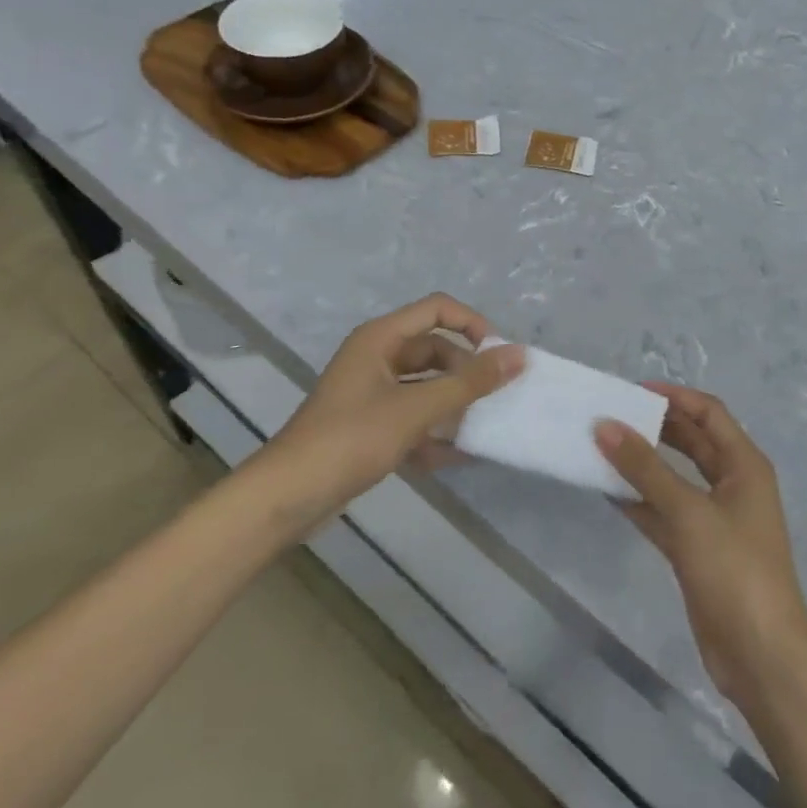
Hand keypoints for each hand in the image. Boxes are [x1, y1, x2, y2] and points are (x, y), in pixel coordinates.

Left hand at [269, 293, 522, 524]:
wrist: (287, 498)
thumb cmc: (351, 439)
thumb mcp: (416, 408)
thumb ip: (469, 382)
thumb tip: (519, 355)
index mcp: (380, 338)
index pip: (437, 309)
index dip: (471, 324)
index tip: (497, 354)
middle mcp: (376, 357)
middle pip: (434, 350)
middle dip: (465, 372)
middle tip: (494, 397)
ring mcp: (371, 393)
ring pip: (425, 387)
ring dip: (453, 405)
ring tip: (482, 427)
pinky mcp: (369, 427)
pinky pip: (412, 418)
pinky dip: (434, 432)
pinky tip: (456, 456)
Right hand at [595, 384, 806, 706]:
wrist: (761, 655)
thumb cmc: (734, 570)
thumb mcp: (688, 512)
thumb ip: (645, 468)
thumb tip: (605, 425)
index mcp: (744, 465)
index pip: (709, 413)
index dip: (675, 396)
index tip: (633, 390)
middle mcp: (732, 485)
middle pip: (692, 442)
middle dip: (655, 427)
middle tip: (612, 416)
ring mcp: (715, 519)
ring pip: (674, 478)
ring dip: (643, 465)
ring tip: (602, 448)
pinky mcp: (697, 550)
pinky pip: (664, 513)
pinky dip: (640, 501)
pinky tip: (608, 493)